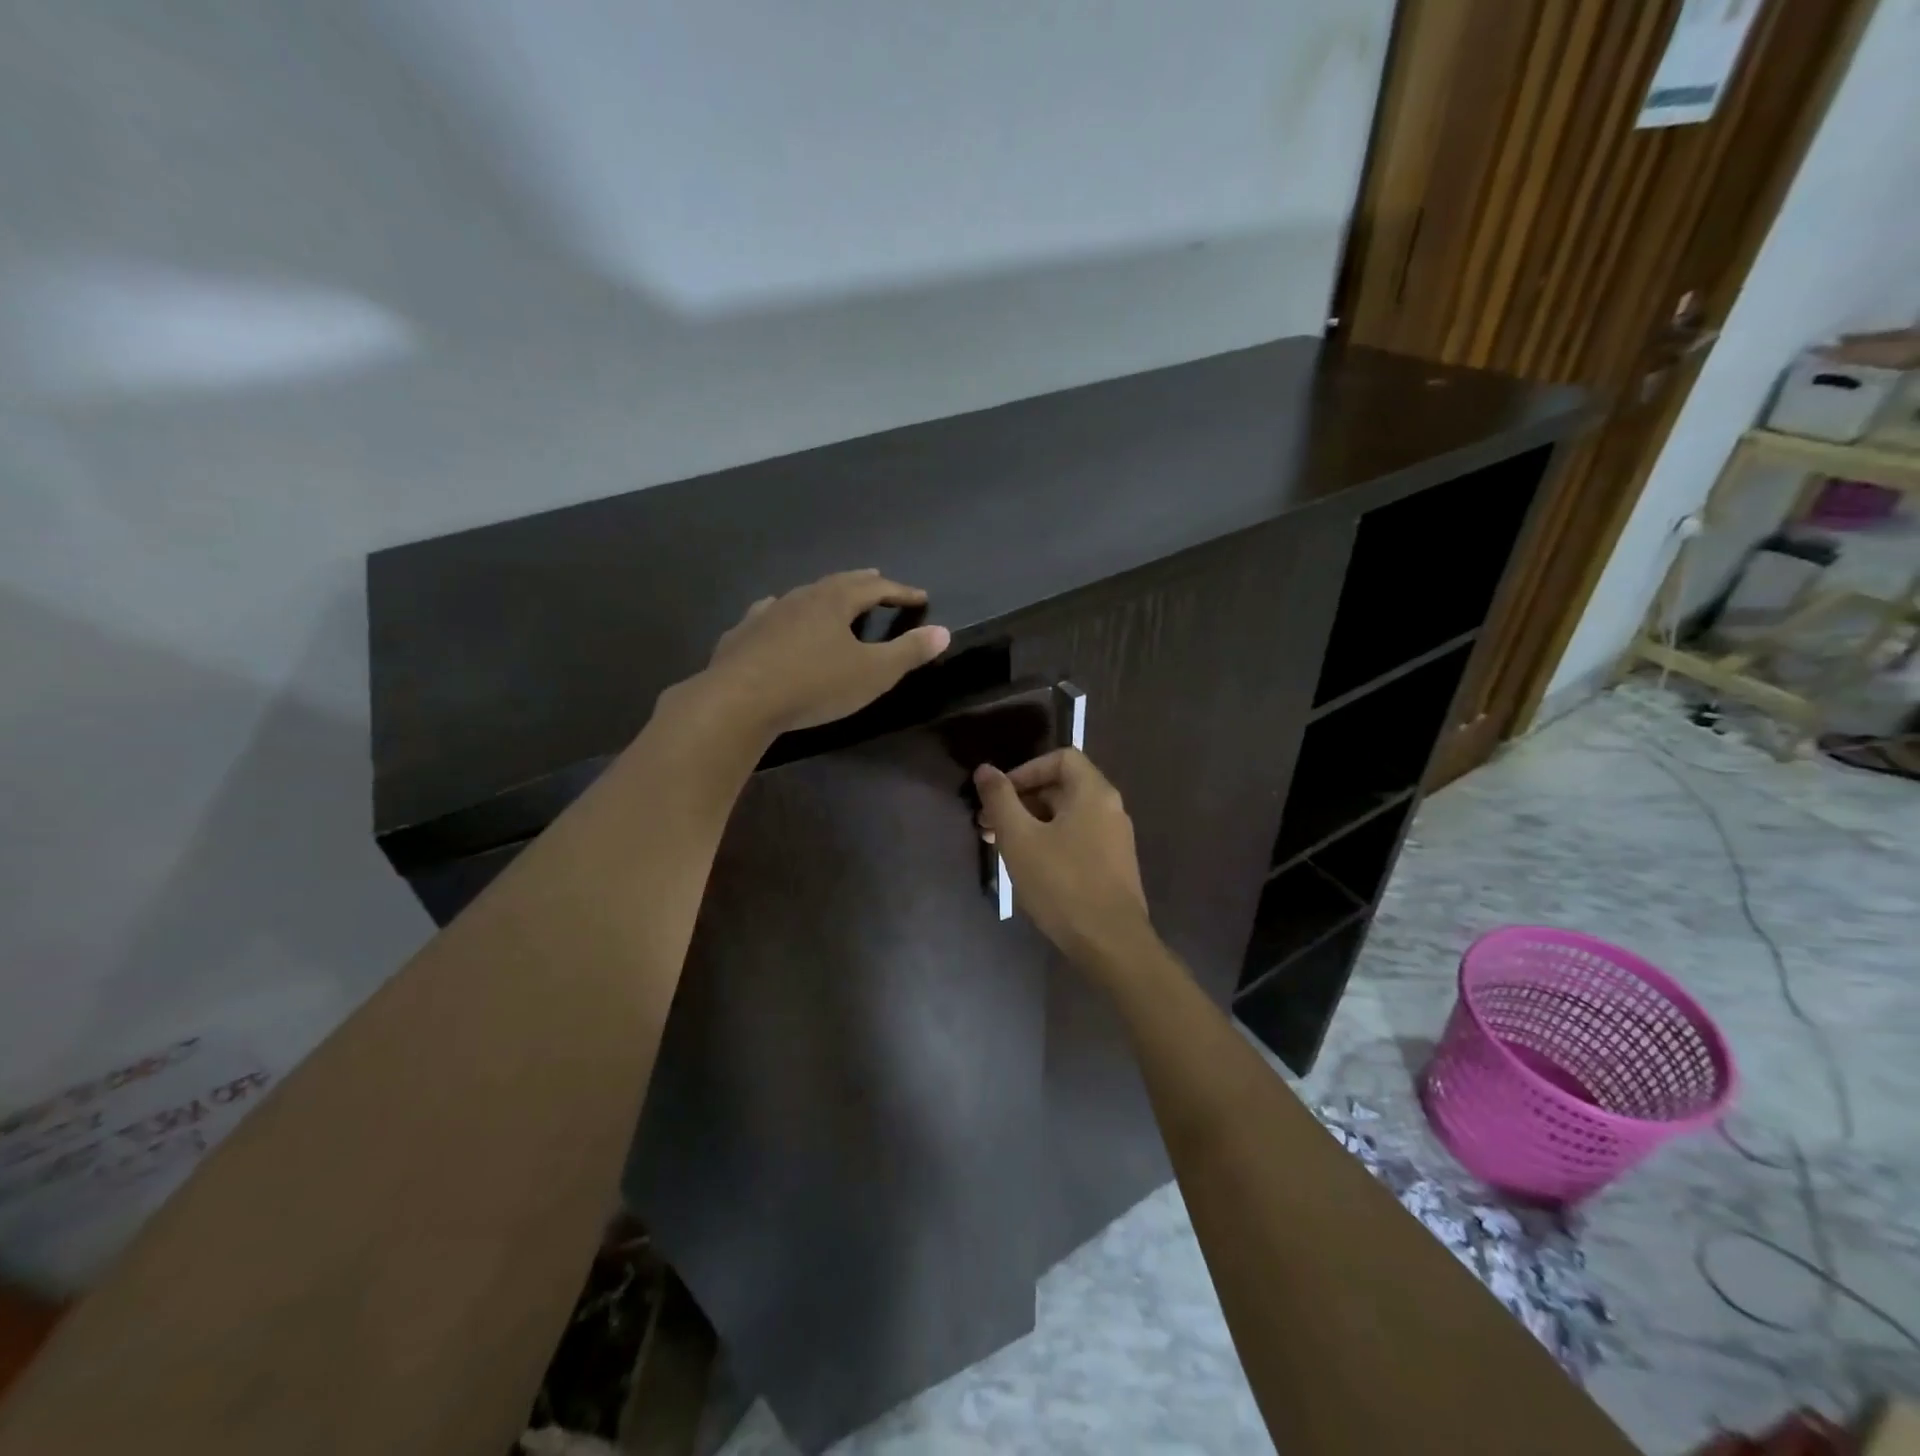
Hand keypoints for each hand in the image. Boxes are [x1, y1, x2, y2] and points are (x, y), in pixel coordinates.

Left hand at [695, 570, 950, 735]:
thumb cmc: (815, 685)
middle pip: (837, 583)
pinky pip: (768, 614)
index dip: (900, 592)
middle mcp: (801, 598)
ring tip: (832, 598)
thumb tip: (942, 632)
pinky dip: (783, 613)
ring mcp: (766, 614)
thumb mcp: (873, 674)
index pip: (876, 588)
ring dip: (823, 595)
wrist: (739, 700)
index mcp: (835, 602)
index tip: (920, 597)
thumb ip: (908, 652)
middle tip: (878, 582)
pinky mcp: (742, 635)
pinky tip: (775, 616)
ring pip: (802, 595)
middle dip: (862, 583)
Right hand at [973, 748, 1156, 974]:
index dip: (1025, 770)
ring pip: (1066, 816)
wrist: (1111, 944)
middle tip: (988, 826)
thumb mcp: (1020, 839)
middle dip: (1021, 801)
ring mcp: (1115, 839)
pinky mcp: (1113, 866)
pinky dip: (1049, 842)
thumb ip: (1000, 799)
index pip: (1060, 758)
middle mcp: (1110, 808)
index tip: (1000, 796)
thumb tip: (985, 769)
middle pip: (1061, 787)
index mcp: (1093, 792)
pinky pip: (1077, 839)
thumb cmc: (1062, 884)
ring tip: (1000, 847)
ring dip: (1031, 824)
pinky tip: (1028, 867)